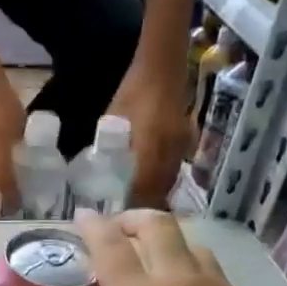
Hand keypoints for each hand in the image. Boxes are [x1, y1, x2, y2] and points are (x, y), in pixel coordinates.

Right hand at [27, 210, 286, 285]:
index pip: (110, 245)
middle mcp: (180, 282)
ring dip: (173, 247)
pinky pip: (225, 284)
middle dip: (135, 219)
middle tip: (123, 228)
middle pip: (158, 227)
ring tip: (164, 265)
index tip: (84, 216)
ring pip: (196, 250)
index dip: (93, 225)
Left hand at [107, 61, 195, 208]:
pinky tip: (151, 185)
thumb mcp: (113, 122)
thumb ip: (109, 150)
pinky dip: (163, 181)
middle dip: (144, 206)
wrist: (163, 67)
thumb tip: (100, 173)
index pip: (143, 189)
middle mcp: (169, 154)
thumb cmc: (133, 92)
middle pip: (159, 191)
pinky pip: (174, 171)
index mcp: (150, 150)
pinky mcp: (186, 144)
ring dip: (155, 195)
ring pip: (169, 182)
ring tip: (137, 205)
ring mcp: (181, 149)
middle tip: (127, 215)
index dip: (132, 206)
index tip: (119, 218)